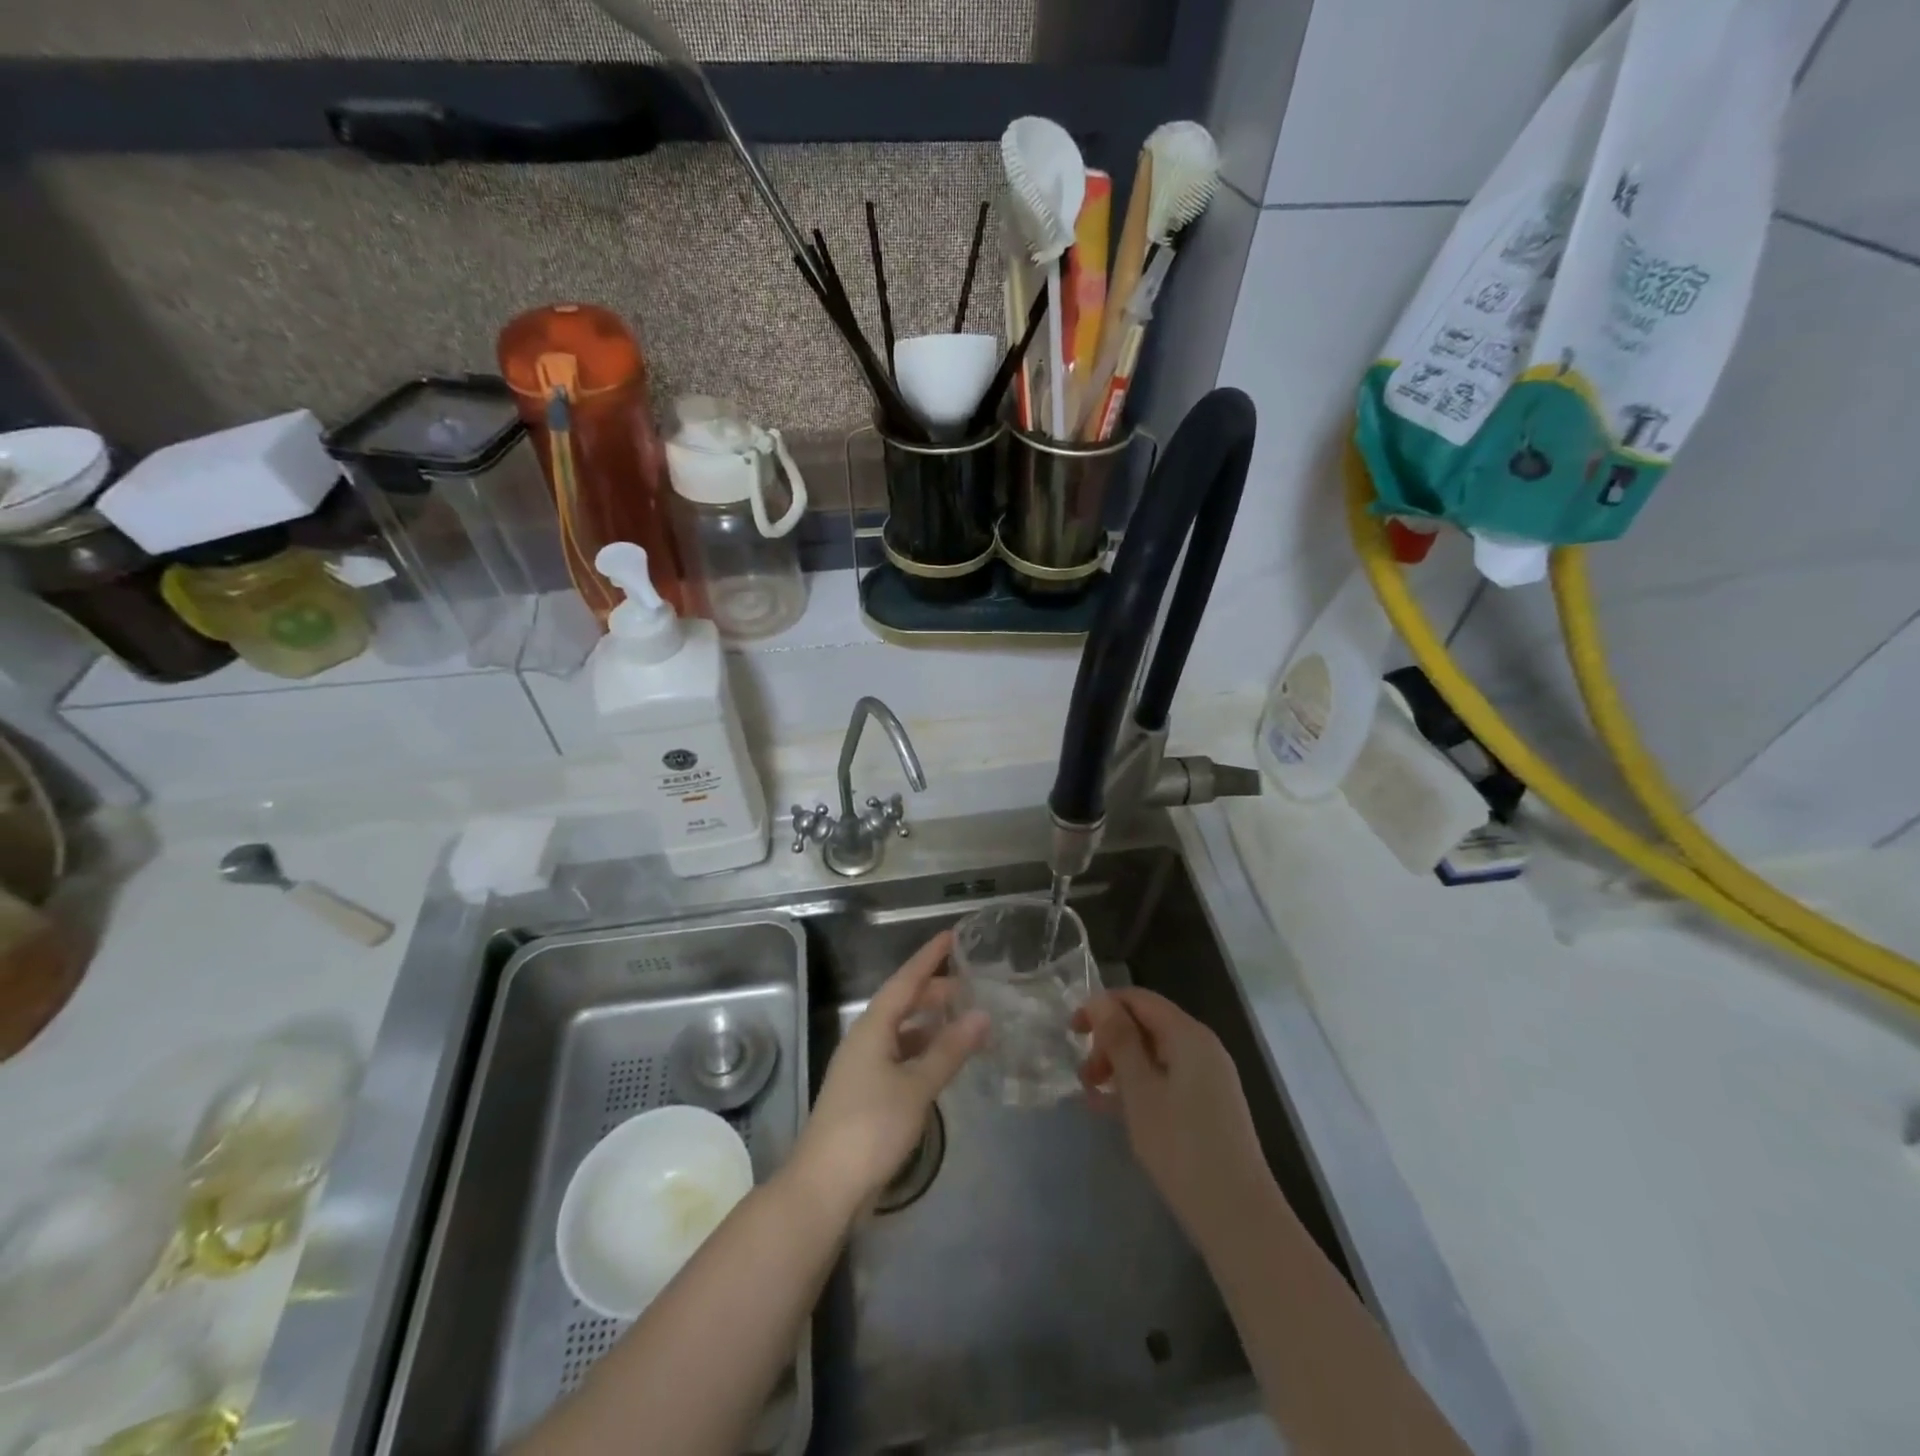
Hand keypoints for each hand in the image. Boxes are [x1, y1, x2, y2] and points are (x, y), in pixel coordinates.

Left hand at [790, 931, 988, 1217]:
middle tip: (970, 986)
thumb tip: (982, 1015)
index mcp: (872, 1027)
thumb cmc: (870, 1127)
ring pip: (901, 1031)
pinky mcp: (866, 1093)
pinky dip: (923, 1050)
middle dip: (934, 991)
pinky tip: (941, 1060)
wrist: (825, 1186)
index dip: (928, 958)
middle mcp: (865, 1039)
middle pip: (902, 1003)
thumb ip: (949, 1050)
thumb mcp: (916, 1087)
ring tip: (962, 1019)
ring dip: (930, 1022)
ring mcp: (863, 1067)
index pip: (905, 980)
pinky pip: (899, 1055)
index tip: (951, 936)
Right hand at [1075, 989, 1275, 1241]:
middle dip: (1110, 1042)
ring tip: (1093, 1096)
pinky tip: (1114, 1111)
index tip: (1071, 1031)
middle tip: (1085, 1075)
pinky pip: (1166, 1081)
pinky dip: (1139, 1088)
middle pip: (1147, 1026)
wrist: (1238, 1217)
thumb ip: (1119, 1040)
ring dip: (1121, 1068)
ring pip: (1155, 1056)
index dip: (1103, 1007)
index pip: (1139, 1000)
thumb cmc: (1181, 1147)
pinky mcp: (1209, 1107)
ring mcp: (1209, 1079)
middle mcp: (1203, 1048)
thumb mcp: (1139, 1089)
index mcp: (1189, 1035)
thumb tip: (1099, 999)